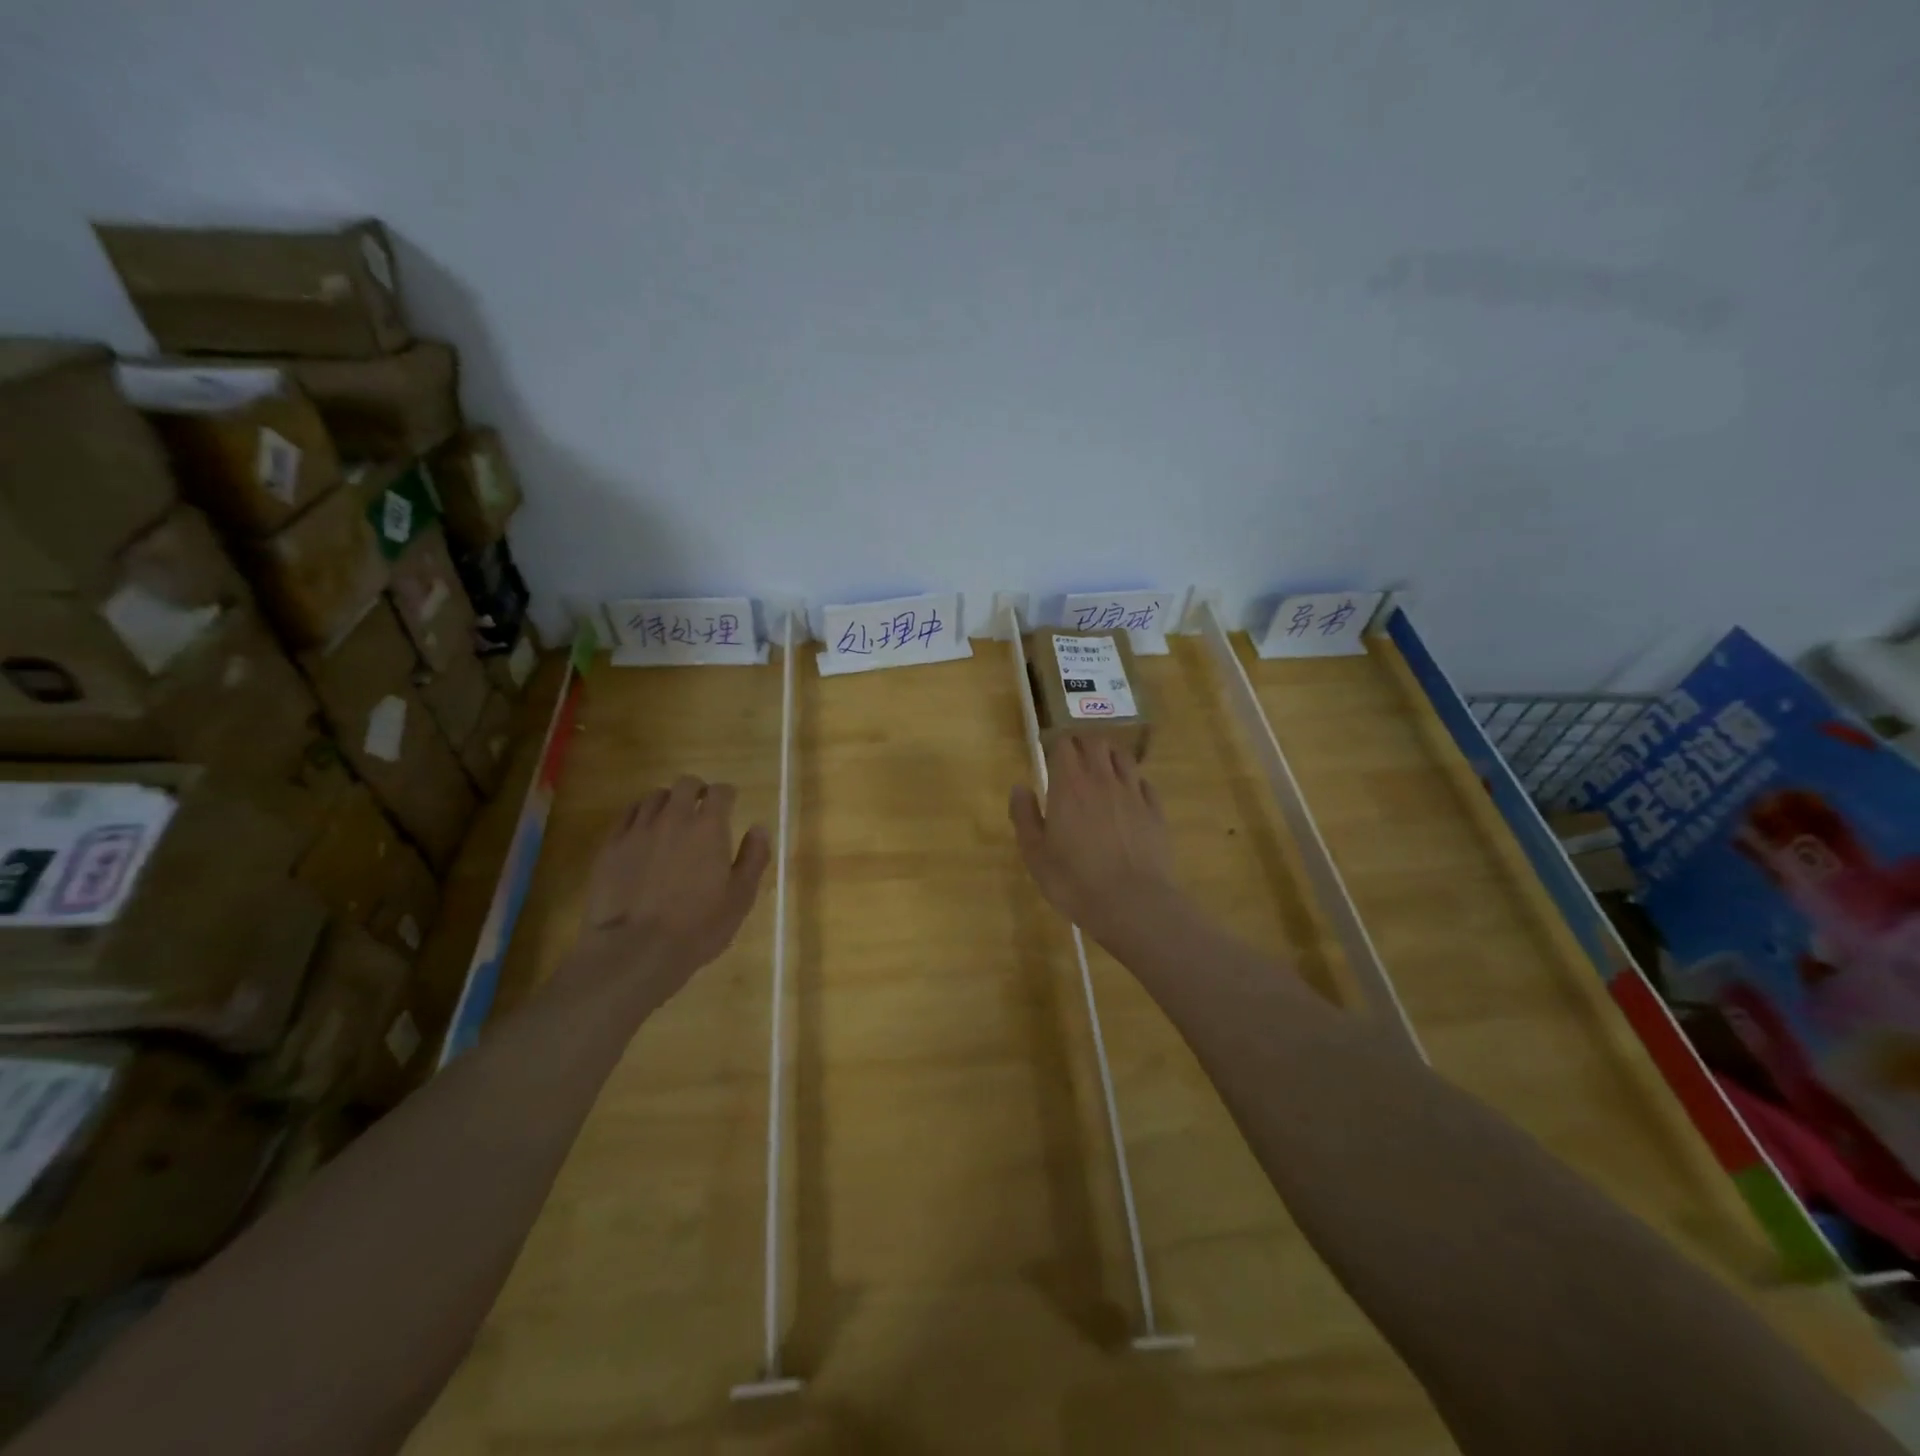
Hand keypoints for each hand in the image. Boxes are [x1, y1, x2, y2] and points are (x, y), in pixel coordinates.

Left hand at [559, 775, 770, 1010]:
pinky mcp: (610, 846)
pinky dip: (640, 815)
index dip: (728, 794)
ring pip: (654, 796)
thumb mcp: (740, 898)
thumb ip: (753, 858)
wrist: (633, 950)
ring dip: (668, 802)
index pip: (721, 792)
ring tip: (672, 820)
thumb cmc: (697, 927)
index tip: (731, 804)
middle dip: (697, 790)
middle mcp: (673, 818)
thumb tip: (759, 828)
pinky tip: (644, 833)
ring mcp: (638, 830)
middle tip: (702, 807)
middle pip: (685, 784)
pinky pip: (627, 816)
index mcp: (709, 827)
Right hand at [1010, 735, 1180, 947]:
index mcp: (1069, 785)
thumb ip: (1024, 816)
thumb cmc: (1074, 881)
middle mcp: (1102, 780)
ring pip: (1123, 758)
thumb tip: (1020, 787)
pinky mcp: (1156, 811)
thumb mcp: (1035, 854)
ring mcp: (1133, 794)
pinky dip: (1134, 782)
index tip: (1050, 757)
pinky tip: (1129, 796)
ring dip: (1110, 758)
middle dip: (1083, 745)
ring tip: (1102, 772)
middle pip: (1096, 743)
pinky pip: (1145, 783)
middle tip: (1074, 761)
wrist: (1132, 904)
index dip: (1057, 746)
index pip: (1064, 745)